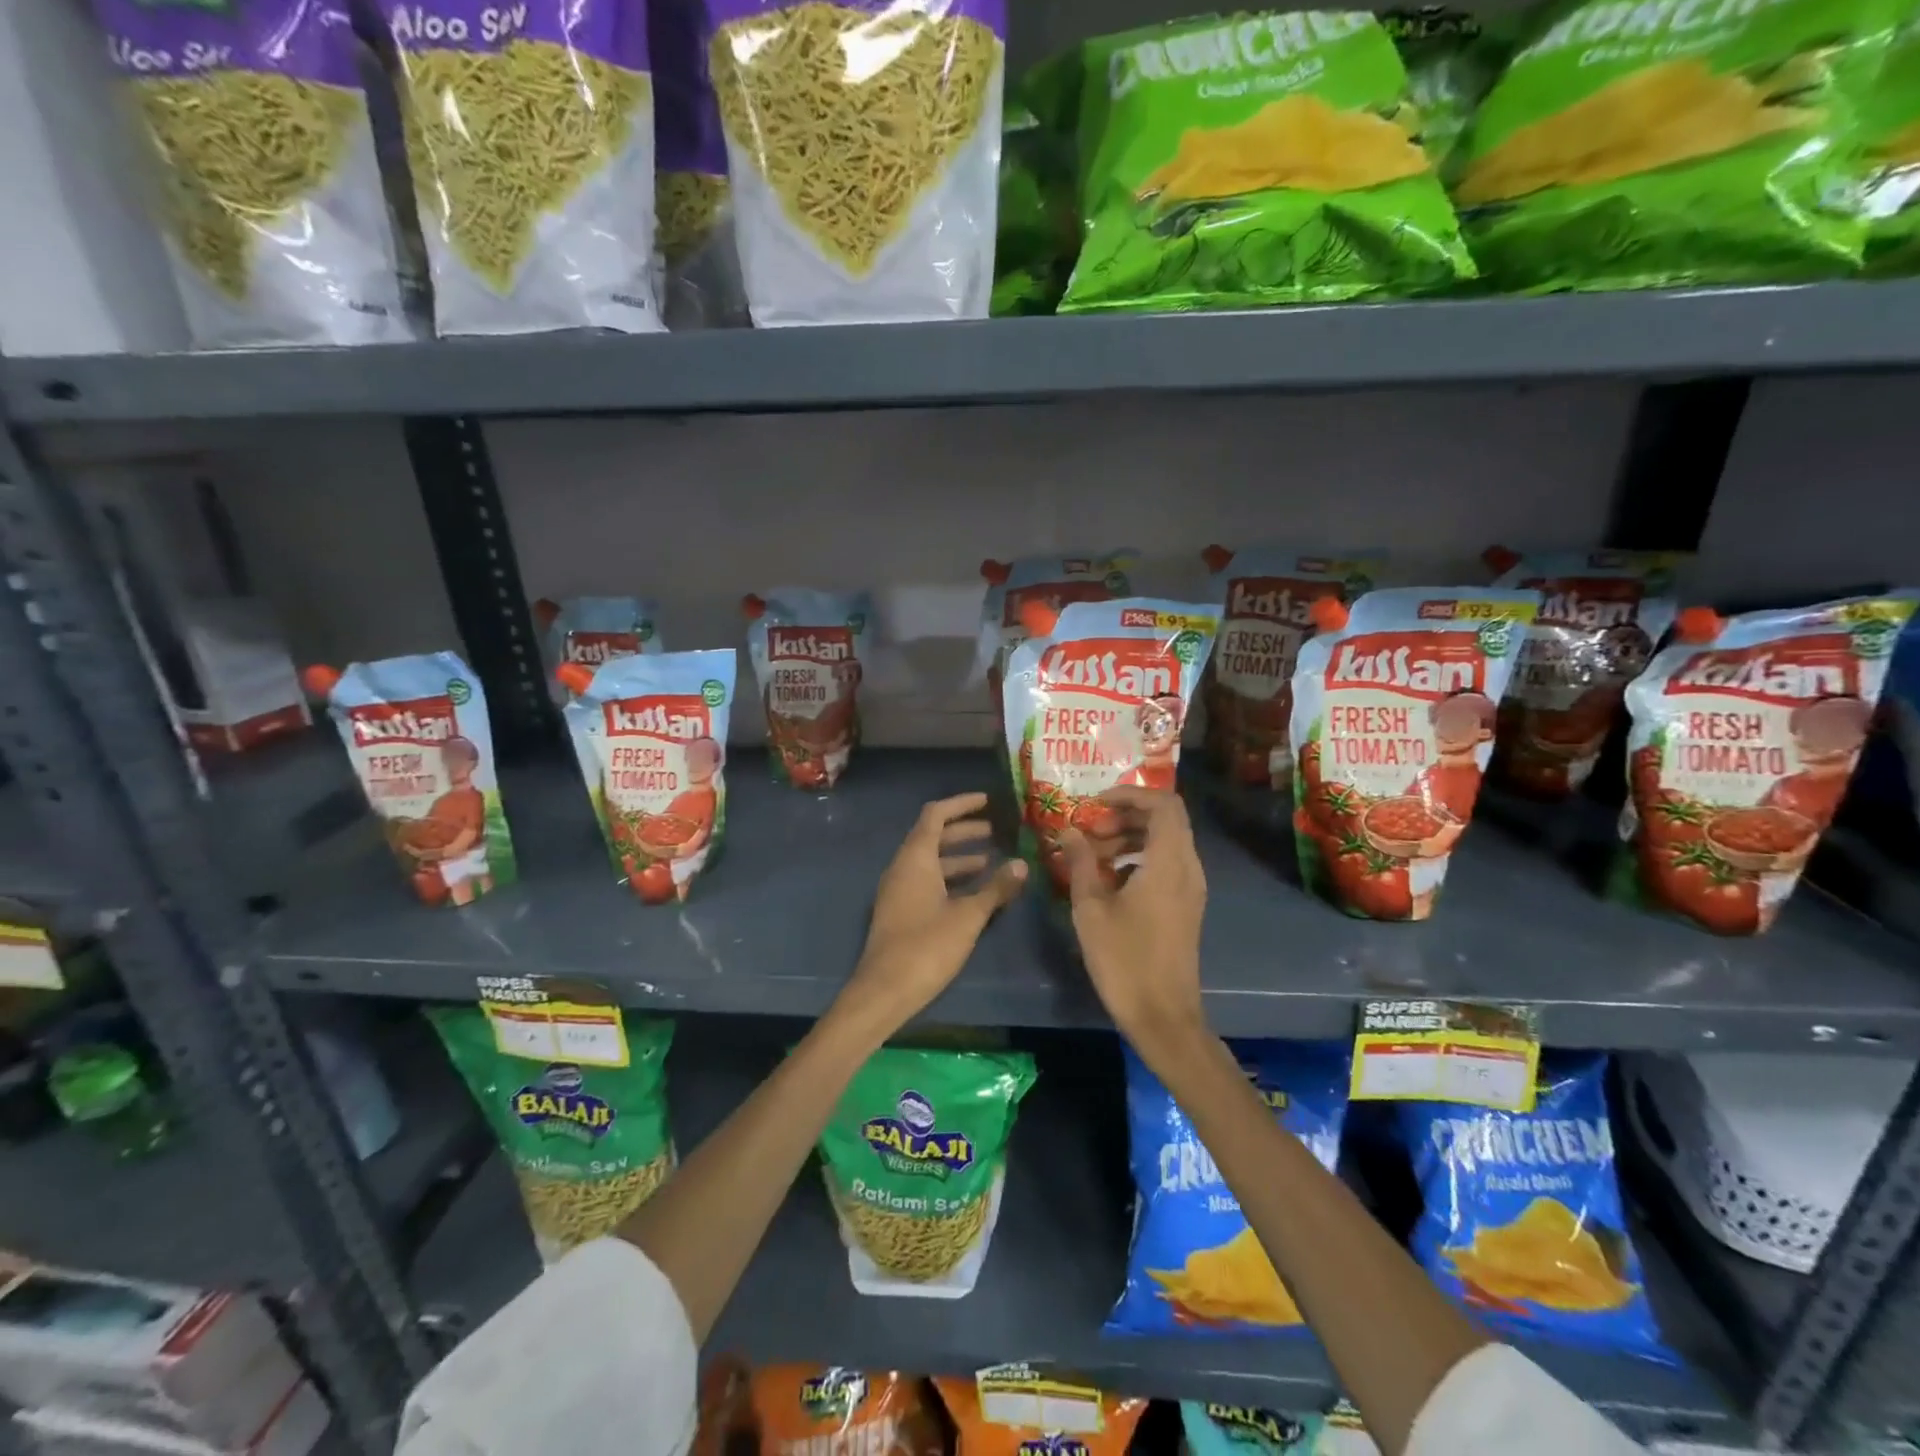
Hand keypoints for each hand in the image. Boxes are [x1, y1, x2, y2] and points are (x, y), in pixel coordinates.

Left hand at [835, 793, 1026, 1037]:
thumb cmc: (926, 947)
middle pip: (933, 837)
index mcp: (915, 858)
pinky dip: (951, 879)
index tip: (987, 801)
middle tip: (996, 832)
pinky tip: (974, 894)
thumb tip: (1021, 863)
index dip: (961, 804)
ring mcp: (899, 891)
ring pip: (931, 862)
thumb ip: (995, 888)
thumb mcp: (968, 916)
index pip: (935, 815)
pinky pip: (927, 882)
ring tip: (992, 861)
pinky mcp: (901, 912)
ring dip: (959, 858)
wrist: (884, 991)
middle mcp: (903, 868)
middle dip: (964, 831)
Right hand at [1060, 787, 1206, 1062]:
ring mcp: (1192, 888)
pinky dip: (1141, 857)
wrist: (1163, 1016)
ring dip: (1132, 836)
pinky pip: (1168, 863)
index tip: (1096, 802)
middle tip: (1091, 830)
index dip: (1130, 793)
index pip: (1163, 803)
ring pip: (1167, 841)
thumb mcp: (1090, 908)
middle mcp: (1188, 867)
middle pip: (1167, 819)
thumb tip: (1069, 831)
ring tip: (1094, 854)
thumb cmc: (1124, 960)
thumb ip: (1080, 862)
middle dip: (1127, 814)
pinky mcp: (1187, 905)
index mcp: (1168, 862)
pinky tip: (1111, 878)